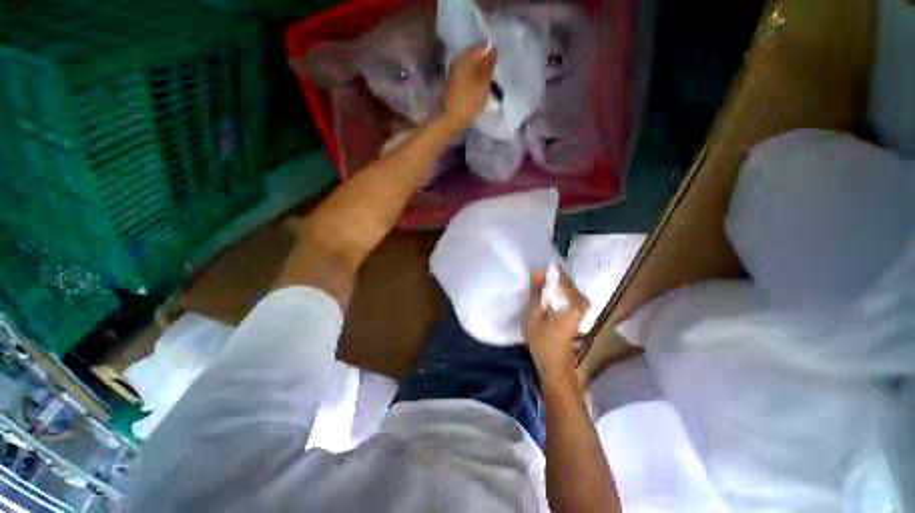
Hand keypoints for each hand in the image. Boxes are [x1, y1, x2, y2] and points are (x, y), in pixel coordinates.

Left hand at [441, 45, 497, 131]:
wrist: (452, 120)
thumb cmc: (468, 101)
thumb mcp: (482, 82)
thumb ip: (488, 64)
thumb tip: (494, 48)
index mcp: (463, 58)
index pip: (480, 47)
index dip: (491, 52)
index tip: (500, 61)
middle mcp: (457, 63)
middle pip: (475, 58)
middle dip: (486, 63)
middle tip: (497, 73)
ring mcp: (454, 75)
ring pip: (472, 69)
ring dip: (481, 74)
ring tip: (491, 82)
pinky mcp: (454, 86)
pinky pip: (468, 78)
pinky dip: (476, 81)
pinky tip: (481, 89)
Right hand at [522, 271, 588, 381]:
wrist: (554, 368)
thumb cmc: (543, 341)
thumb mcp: (534, 316)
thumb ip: (536, 293)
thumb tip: (538, 272)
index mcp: (572, 306)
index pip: (566, 283)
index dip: (556, 275)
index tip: (547, 269)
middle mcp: (579, 309)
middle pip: (572, 289)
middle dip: (560, 282)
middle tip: (546, 278)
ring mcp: (579, 316)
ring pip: (572, 296)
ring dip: (561, 290)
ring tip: (546, 288)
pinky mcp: (575, 321)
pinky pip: (571, 303)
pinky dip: (562, 298)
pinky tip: (551, 302)